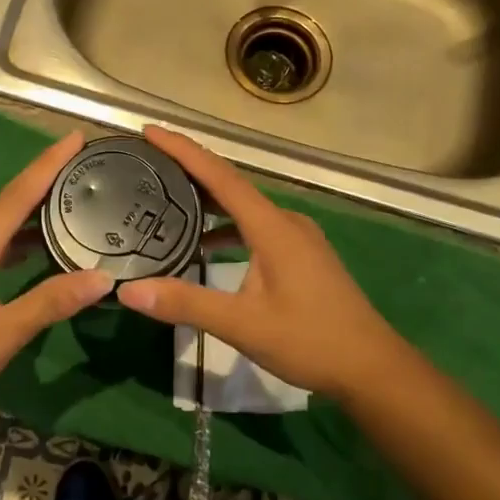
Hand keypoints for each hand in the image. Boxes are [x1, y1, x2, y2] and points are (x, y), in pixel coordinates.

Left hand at [0, 131, 113, 433]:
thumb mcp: (1, 335)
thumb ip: (50, 302)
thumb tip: (102, 278)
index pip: (18, 194)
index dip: (49, 164)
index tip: (75, 137)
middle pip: (7, 206)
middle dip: (45, 187)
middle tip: (84, 176)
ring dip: (29, 220)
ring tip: (68, 213)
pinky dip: (11, 245)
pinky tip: (30, 256)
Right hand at [116, 126, 411, 405]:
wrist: (371, 367)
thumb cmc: (309, 340)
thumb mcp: (242, 324)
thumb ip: (186, 304)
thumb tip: (128, 290)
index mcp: (272, 226)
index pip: (220, 176)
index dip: (183, 151)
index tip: (151, 132)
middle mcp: (285, 221)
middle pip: (231, 184)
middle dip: (190, 169)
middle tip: (149, 162)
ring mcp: (297, 237)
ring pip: (244, 207)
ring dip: (208, 200)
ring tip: (168, 199)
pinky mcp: (302, 255)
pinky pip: (256, 227)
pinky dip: (227, 227)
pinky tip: (206, 246)